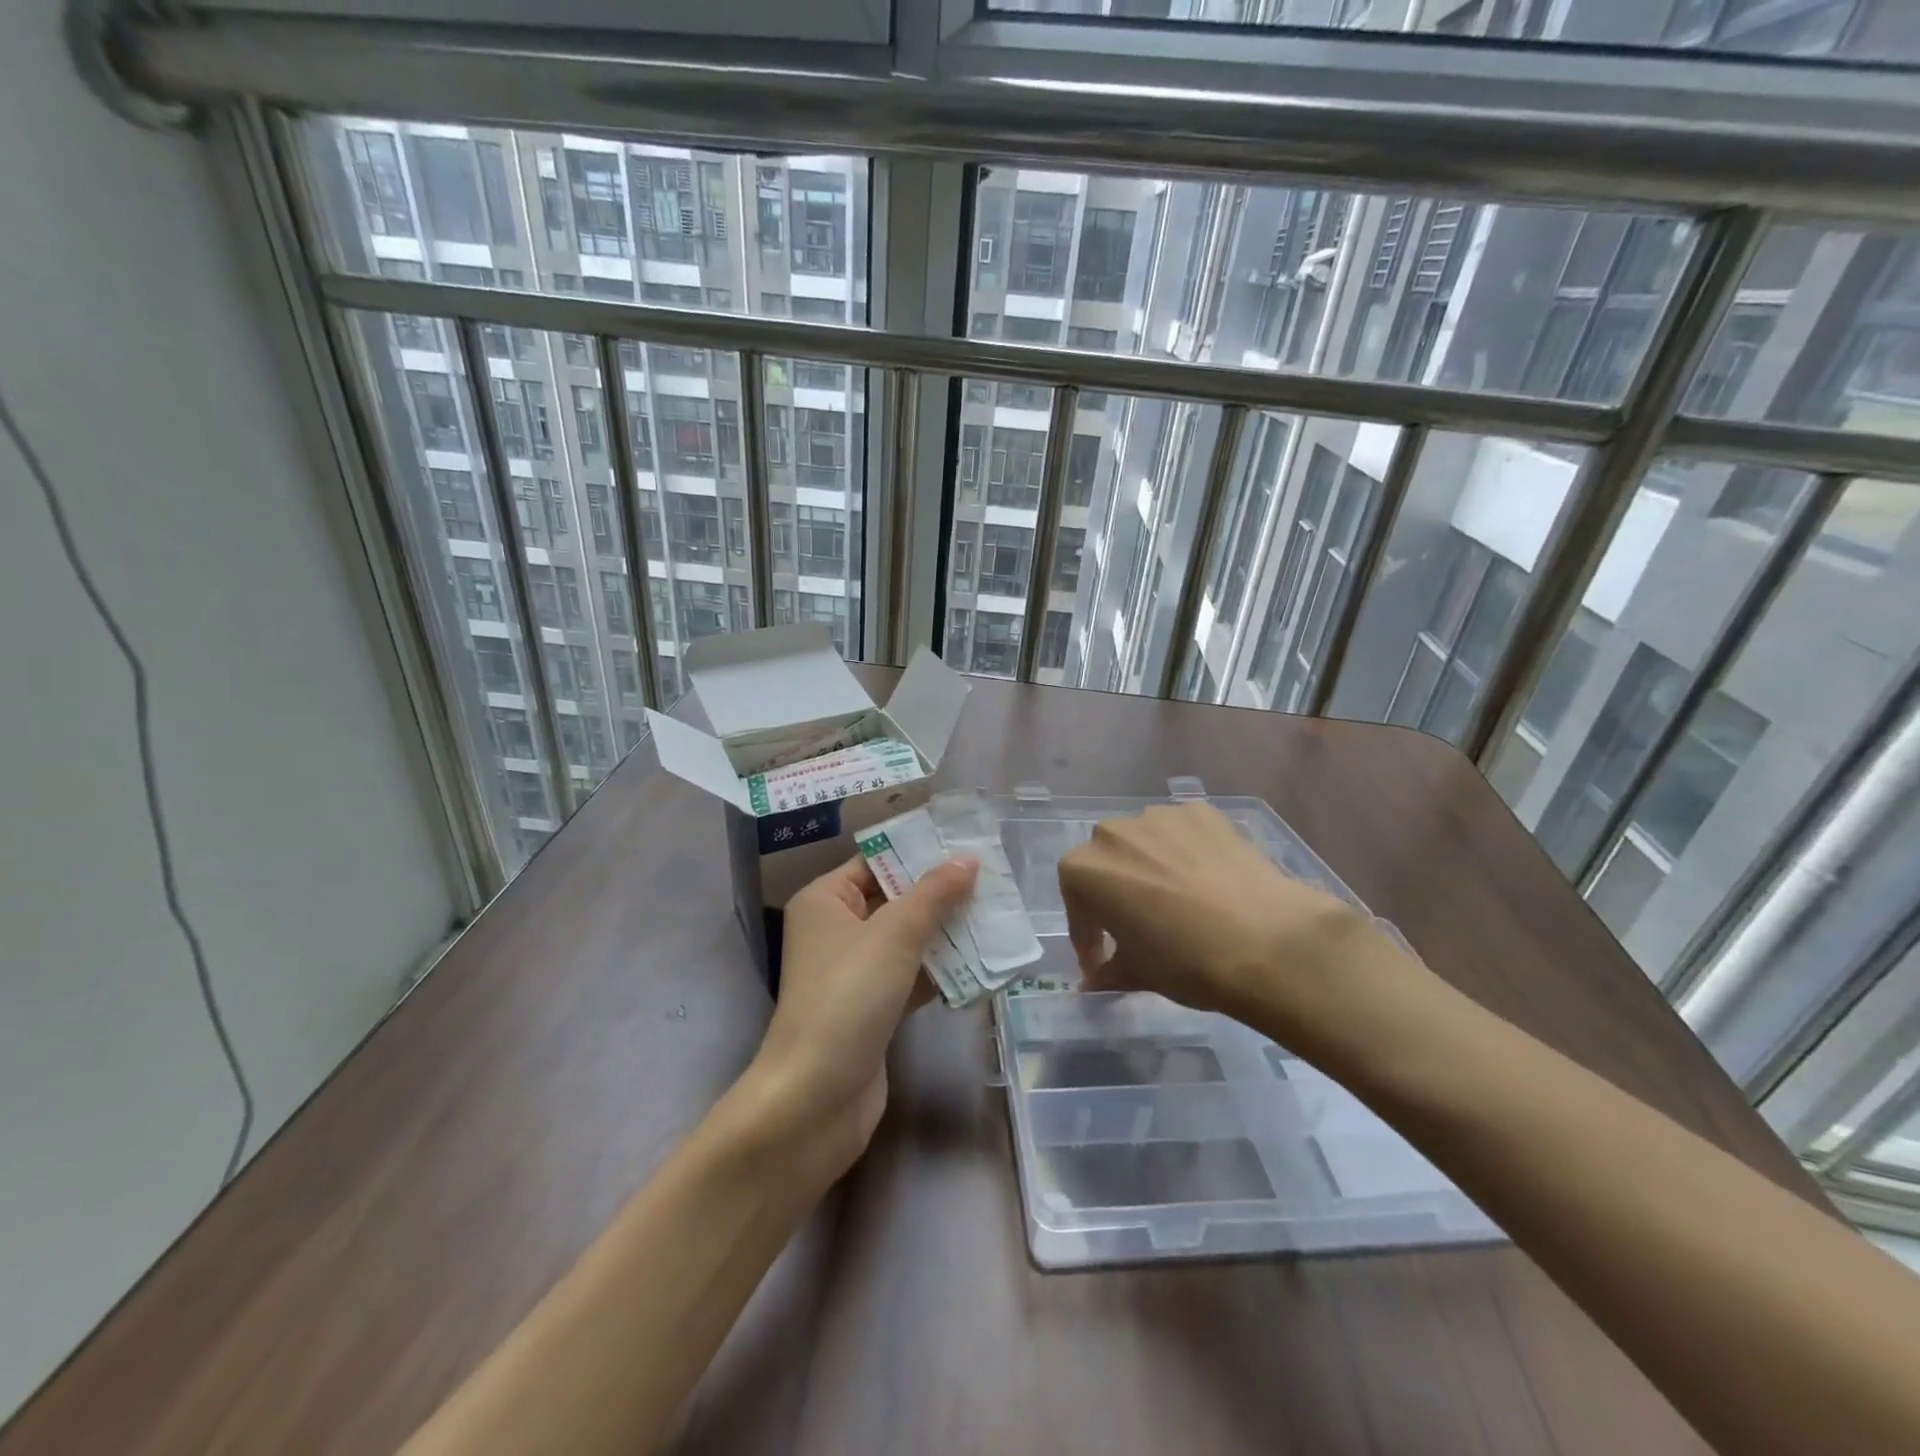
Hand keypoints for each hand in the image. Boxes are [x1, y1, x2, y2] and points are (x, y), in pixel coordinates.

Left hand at [745, 854, 978, 1177]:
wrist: (816, 1099)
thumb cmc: (848, 997)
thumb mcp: (894, 935)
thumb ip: (934, 894)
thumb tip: (968, 858)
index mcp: (826, 900)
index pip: (876, 862)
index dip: (919, 851)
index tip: (966, 842)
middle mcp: (836, 930)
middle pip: (895, 899)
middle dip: (941, 893)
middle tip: (993, 878)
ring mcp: (855, 972)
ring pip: (907, 939)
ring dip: (947, 932)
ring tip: (998, 914)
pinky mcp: (873, 1008)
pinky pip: (912, 976)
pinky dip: (941, 970)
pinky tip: (983, 962)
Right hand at [1057, 802, 1426, 1064]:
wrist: (1266, 942)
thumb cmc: (1185, 961)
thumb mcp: (1138, 972)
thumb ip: (1108, 970)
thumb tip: (1093, 982)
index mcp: (1083, 870)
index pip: (1077, 907)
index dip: (1089, 938)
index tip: (1102, 963)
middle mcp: (1112, 833)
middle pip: (1107, 864)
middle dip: (1117, 893)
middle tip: (1140, 926)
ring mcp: (1159, 816)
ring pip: (1145, 843)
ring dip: (1152, 867)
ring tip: (1179, 900)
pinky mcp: (1201, 811)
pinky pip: (1183, 833)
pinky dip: (1187, 852)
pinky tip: (1208, 879)